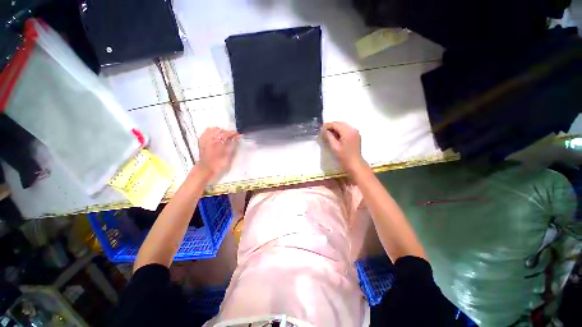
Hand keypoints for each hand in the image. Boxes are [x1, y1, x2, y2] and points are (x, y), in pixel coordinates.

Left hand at [197, 127, 238, 179]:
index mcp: (217, 141)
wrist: (206, 169)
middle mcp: (210, 138)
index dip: (233, 133)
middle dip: (227, 133)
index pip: (227, 133)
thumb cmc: (218, 164)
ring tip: (225, 137)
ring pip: (214, 129)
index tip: (238, 135)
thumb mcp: (228, 155)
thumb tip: (236, 137)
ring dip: (220, 132)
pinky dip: (212, 131)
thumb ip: (232, 144)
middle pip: (221, 130)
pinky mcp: (202, 140)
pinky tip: (216, 136)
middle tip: (233, 137)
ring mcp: (205, 138)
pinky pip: (207, 131)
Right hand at [321, 122, 366, 174]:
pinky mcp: (356, 135)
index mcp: (347, 132)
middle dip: (331, 126)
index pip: (335, 124)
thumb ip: (328, 136)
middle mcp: (353, 129)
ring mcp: (355, 131)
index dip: (327, 125)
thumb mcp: (334, 147)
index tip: (320, 129)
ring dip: (335, 128)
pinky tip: (336, 136)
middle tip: (324, 132)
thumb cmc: (344, 156)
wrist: (355, 163)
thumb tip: (323, 129)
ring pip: (343, 125)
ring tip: (329, 134)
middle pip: (339, 123)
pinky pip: (346, 129)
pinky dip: (340, 130)